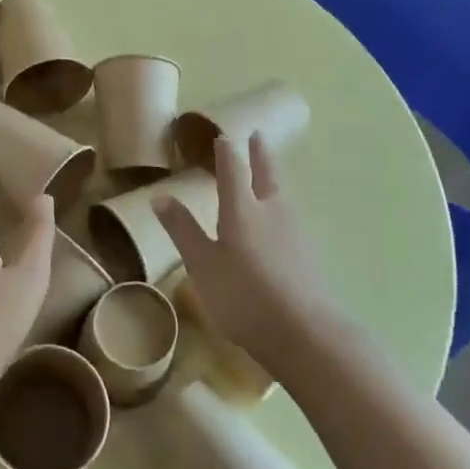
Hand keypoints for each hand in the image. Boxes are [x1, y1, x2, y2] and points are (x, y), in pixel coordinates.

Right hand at [153, 133, 336, 354]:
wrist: (304, 332)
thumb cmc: (243, 296)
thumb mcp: (202, 264)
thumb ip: (183, 229)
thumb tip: (159, 196)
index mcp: (242, 208)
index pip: (233, 169)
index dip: (226, 151)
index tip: (222, 137)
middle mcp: (272, 209)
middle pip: (267, 172)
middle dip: (260, 153)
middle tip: (258, 136)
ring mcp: (296, 230)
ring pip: (283, 192)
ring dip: (275, 175)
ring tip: (269, 172)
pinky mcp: (309, 251)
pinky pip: (293, 214)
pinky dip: (283, 203)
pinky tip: (282, 217)